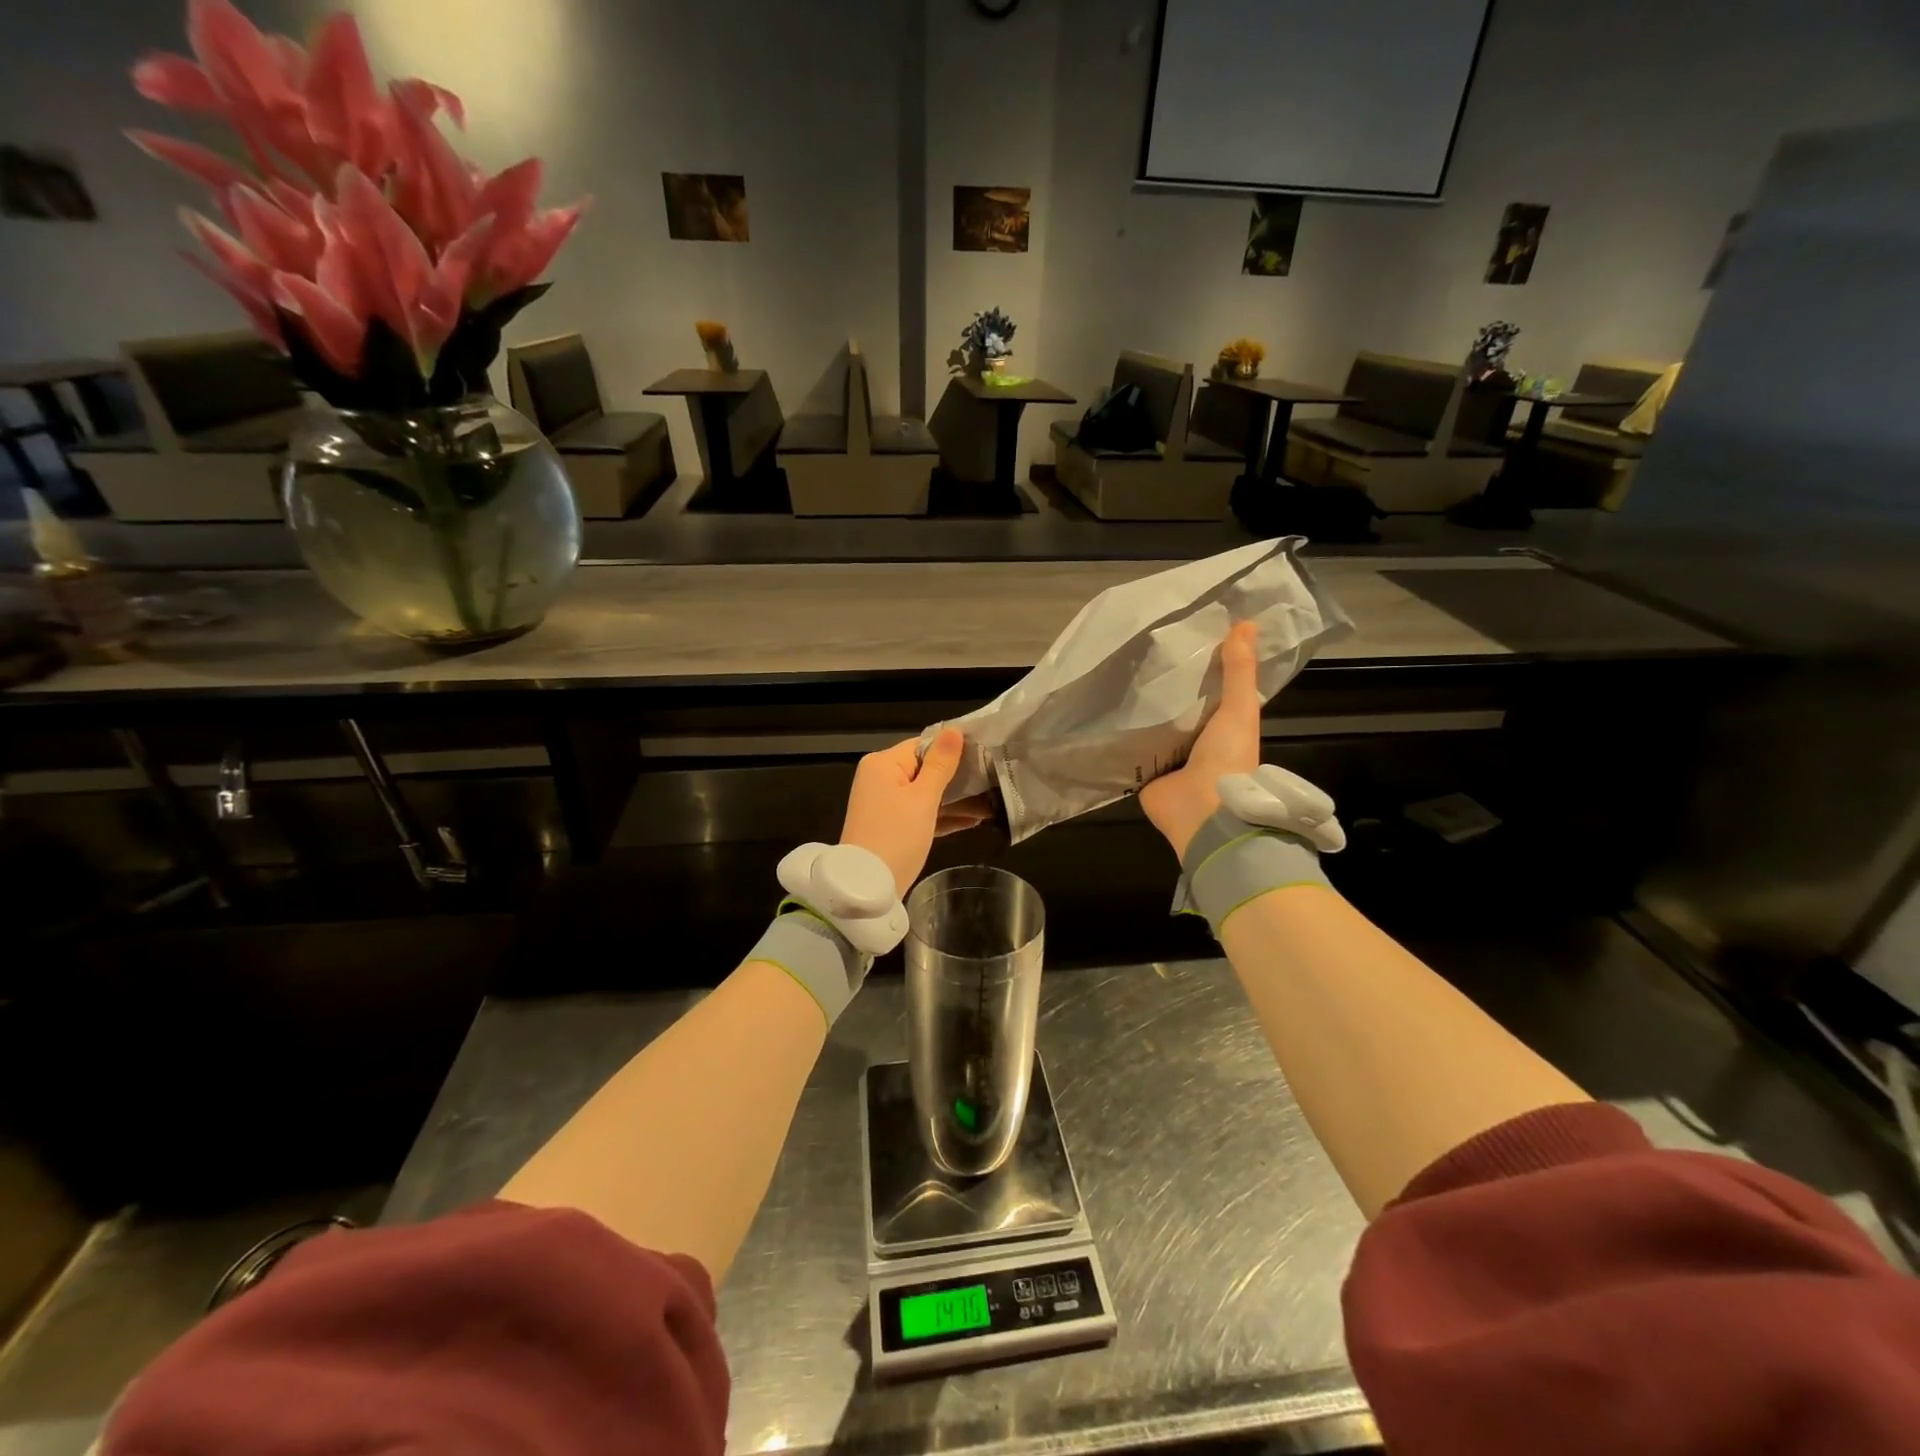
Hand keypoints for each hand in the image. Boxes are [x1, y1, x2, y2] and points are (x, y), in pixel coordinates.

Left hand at [841, 730, 989, 896]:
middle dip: (958, 778)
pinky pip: (921, 813)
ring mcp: (885, 804)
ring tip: (992, 802)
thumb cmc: (896, 836)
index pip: (923, 745)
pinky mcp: (892, 826)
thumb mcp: (922, 798)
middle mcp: (881, 778)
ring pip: (926, 793)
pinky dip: (943, 816)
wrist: (868, 888)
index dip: (953, 748)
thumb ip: (940, 764)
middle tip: (993, 779)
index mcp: (883, 764)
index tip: (985, 753)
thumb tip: (954, 730)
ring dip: (956, 799)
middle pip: (925, 768)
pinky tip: (974, 820)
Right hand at [1140, 620, 1261, 859]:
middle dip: (1165, 689)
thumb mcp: (1240, 709)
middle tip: (1141, 652)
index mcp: (1223, 730)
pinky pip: (1132, 749)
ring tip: (1118, 674)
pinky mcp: (1145, 774)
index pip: (1210, 694)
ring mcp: (1169, 761)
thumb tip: (1246, 622)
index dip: (1201, 669)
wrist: (1202, 811)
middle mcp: (1197, 744)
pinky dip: (1122, 734)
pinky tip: (1104, 711)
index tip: (1182, 639)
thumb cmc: (1228, 758)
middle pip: (1179, 710)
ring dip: (1141, 711)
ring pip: (1154, 728)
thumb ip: (1240, 671)